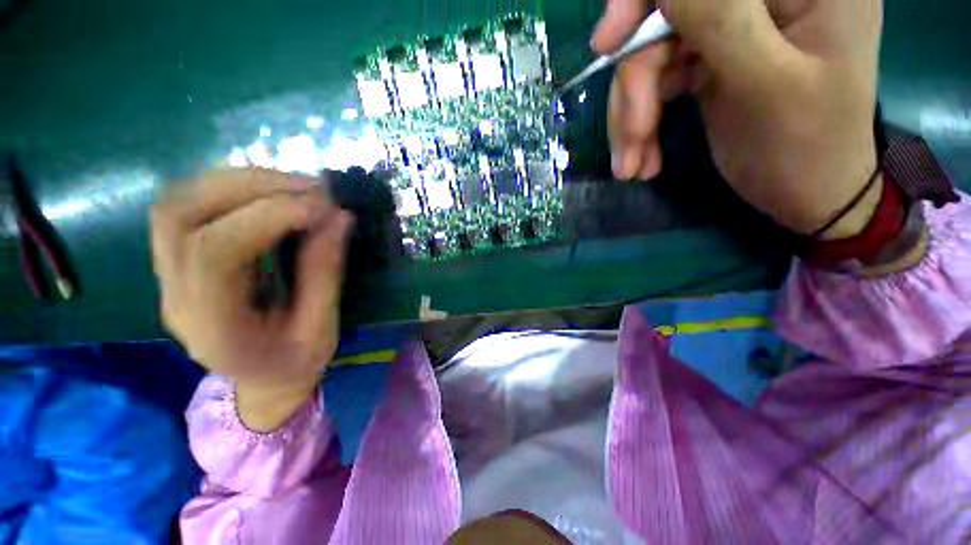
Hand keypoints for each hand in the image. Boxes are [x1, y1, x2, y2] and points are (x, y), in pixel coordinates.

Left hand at [151, 169, 353, 427]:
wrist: (261, 380)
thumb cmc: (295, 363)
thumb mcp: (322, 328)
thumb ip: (326, 273)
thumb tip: (339, 217)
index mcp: (211, 327)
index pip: (215, 253)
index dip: (269, 217)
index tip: (324, 206)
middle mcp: (175, 294)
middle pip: (181, 215)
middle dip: (251, 187)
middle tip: (312, 186)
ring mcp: (170, 273)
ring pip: (179, 202)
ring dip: (240, 180)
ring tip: (296, 184)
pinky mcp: (181, 258)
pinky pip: (191, 205)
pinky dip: (233, 188)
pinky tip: (273, 192)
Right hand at [594, 0, 884, 237]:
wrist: (809, 194)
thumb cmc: (806, 149)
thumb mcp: (768, 84)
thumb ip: (721, 20)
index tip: (607, 45)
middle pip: (668, 17)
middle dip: (637, 85)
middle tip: (631, 140)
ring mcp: (733, 31)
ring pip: (654, 58)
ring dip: (633, 117)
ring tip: (632, 165)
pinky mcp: (711, 63)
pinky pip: (659, 84)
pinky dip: (643, 125)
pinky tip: (643, 160)